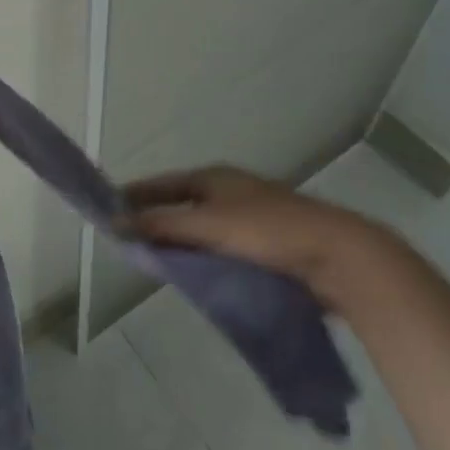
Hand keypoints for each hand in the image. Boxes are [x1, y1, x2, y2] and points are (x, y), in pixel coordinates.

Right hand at [121, 164, 381, 305]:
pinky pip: (224, 245)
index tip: (108, 209)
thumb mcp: (208, 226)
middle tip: (131, 240)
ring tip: (159, 260)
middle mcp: (231, 189)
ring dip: (182, 239)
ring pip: (204, 225)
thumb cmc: (268, 231)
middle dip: (157, 219)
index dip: (135, 194)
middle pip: (182, 202)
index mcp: (214, 177)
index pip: (162, 183)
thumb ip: (161, 225)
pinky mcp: (271, 241)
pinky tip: (200, 272)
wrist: (340, 256)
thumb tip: (114, 224)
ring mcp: (253, 214)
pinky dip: (206, 254)